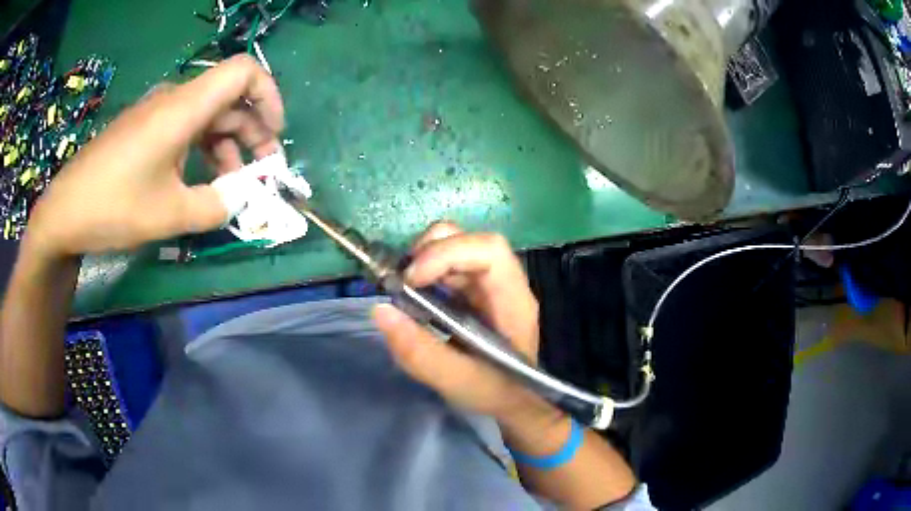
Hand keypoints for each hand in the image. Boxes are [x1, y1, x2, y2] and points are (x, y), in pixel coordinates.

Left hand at [25, 54, 283, 259]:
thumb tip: (239, 202)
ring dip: (227, 146)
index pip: (243, 72)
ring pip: (207, 115)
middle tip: (260, 173)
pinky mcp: (143, 129)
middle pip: (229, 98)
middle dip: (252, 132)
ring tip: (230, 185)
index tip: (274, 134)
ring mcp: (156, 113)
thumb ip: (215, 206)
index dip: (268, 96)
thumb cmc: (113, 206)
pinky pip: (184, 128)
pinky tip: (198, 180)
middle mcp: (173, 100)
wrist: (64, 212)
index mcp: (183, 107)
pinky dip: (201, 150)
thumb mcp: (169, 215)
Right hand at [372, 222, 547, 421]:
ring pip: (456, 247)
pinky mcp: (473, 291)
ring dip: (424, 259)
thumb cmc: (496, 392)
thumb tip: (381, 310)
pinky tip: (413, 296)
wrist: (513, 401)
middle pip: (470, 240)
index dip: (448, 253)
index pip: (490, 251)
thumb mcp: (457, 382)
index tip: (412, 279)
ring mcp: (488, 285)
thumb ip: (420, 352)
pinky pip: (447, 266)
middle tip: (402, 281)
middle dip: (430, 250)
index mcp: (513, 301)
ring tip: (403, 288)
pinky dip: (424, 272)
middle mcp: (503, 283)